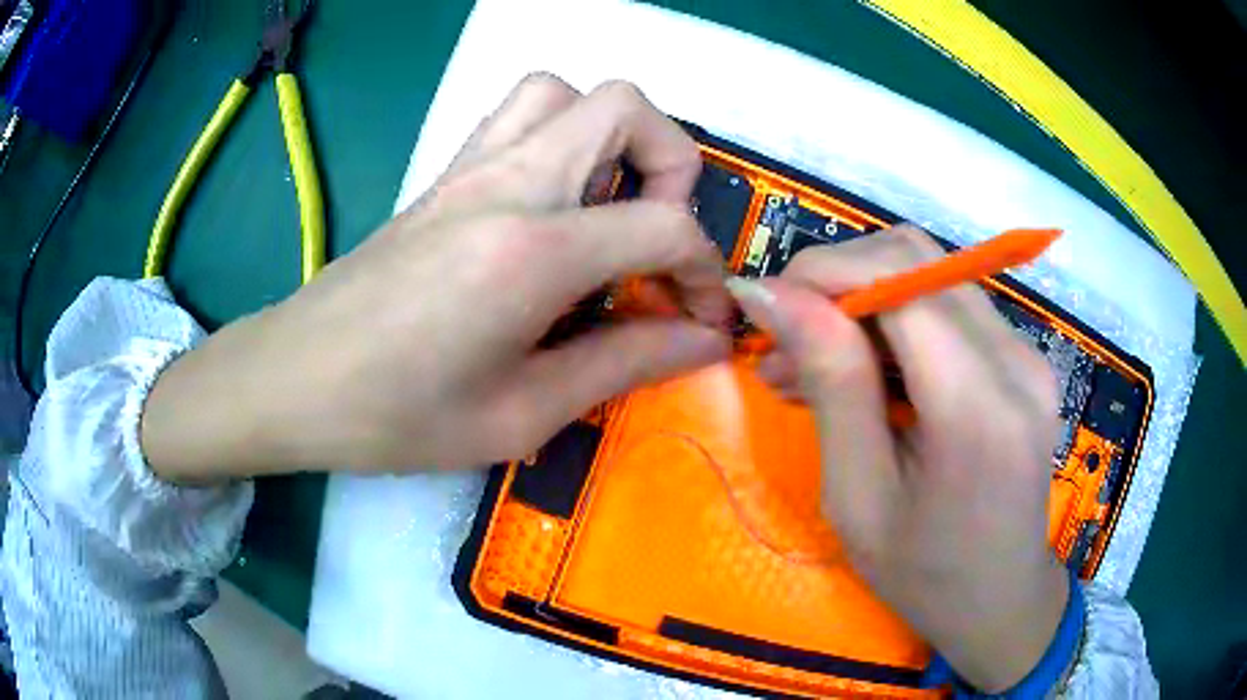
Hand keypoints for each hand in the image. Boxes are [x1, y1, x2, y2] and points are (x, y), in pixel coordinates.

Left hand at [142, 74, 730, 479]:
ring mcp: (470, 167)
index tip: (705, 319)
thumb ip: (624, 364)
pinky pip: (520, 115)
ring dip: (612, 135)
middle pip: (624, 106)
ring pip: (565, 91)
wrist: (294, 380)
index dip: (706, 272)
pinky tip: (557, 206)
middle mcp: (507, 183)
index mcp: (530, 251)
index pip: (664, 225)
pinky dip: (563, 136)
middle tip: (659, 236)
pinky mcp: (446, 175)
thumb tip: (703, 340)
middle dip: (673, 163)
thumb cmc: (396, 416)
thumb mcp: (521, 415)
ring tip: (611, 207)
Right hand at [727, 226, 1067, 691]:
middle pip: (916, 258)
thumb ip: (831, 385)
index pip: (899, 276)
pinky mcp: (1023, 359)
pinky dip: (897, 322)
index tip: (764, 304)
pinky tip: (865, 372)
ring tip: (811, 363)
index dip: (823, 271)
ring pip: (931, 275)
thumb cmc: (924, 575)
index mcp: (976, 404)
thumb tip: (771, 295)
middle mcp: (1014, 359)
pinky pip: (951, 307)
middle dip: (838, 280)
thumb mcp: (859, 498)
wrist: (1002, 601)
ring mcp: (1027, 354)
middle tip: (785, 338)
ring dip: (864, 300)